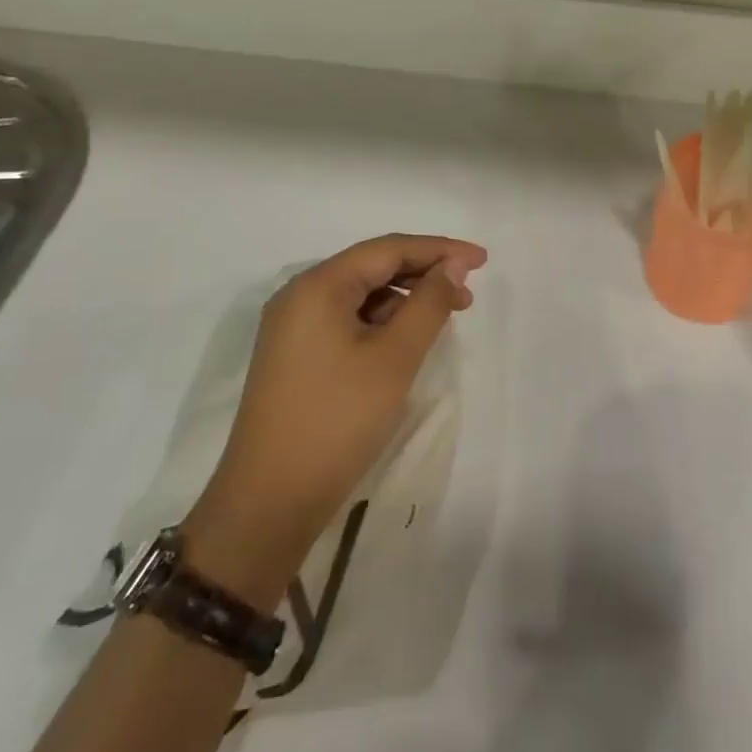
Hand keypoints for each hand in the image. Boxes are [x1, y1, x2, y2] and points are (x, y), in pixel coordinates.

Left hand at [181, 234, 486, 600]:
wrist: (269, 502)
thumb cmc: (337, 421)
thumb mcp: (394, 358)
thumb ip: (429, 304)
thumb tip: (453, 267)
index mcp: (318, 286)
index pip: (387, 249)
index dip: (439, 249)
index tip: (482, 260)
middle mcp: (300, 296)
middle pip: (372, 267)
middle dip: (423, 274)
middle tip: (468, 294)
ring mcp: (293, 328)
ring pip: (360, 295)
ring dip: (404, 300)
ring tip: (443, 318)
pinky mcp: (295, 356)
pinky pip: (346, 320)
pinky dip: (381, 322)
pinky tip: (406, 340)